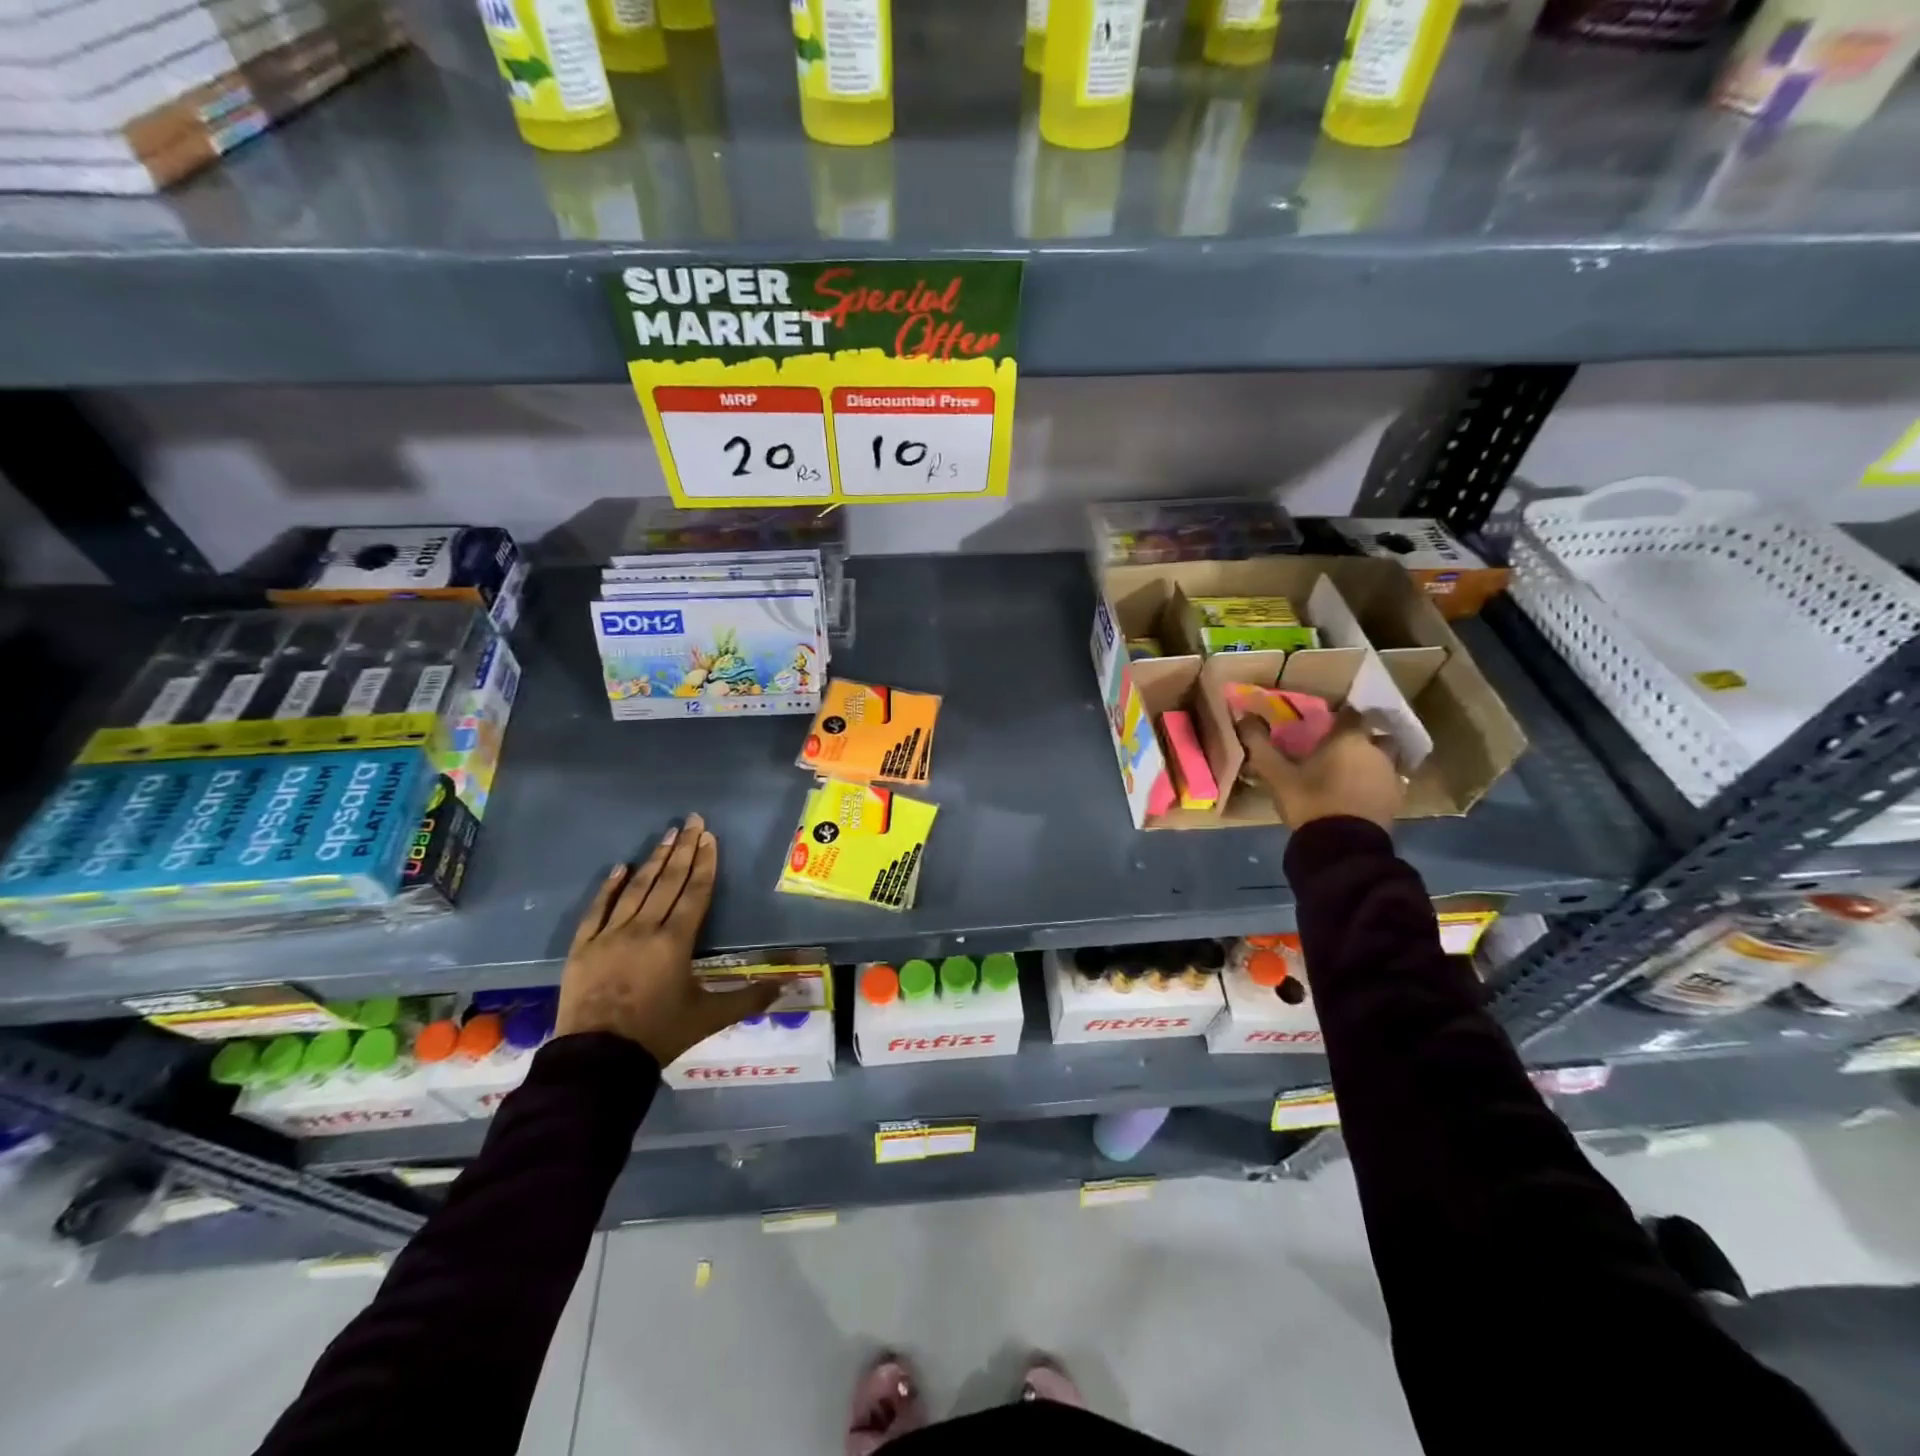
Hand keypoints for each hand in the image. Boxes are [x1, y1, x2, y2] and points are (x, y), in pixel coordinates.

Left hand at [555, 815, 777, 1064]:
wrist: (598, 1060)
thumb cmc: (659, 1034)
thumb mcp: (710, 1017)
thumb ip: (748, 998)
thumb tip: (786, 988)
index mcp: (676, 941)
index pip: (695, 892)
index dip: (705, 863)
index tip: (709, 837)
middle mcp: (644, 929)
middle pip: (668, 881)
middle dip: (683, 849)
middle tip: (692, 820)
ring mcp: (610, 935)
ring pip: (636, 889)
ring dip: (654, 860)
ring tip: (667, 833)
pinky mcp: (584, 947)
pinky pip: (597, 910)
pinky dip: (609, 888)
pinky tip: (620, 867)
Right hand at [1235, 709, 1404, 831]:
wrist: (1343, 845)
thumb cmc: (1310, 801)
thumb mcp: (1277, 775)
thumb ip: (1260, 745)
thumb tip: (1243, 717)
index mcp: (1349, 739)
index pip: (1350, 714)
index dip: (1338, 718)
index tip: (1324, 725)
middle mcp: (1376, 750)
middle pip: (1373, 734)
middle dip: (1359, 739)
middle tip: (1337, 750)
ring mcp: (1391, 775)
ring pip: (1384, 758)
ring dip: (1370, 761)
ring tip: (1349, 774)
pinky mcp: (1397, 799)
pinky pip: (1388, 781)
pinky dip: (1376, 783)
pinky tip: (1359, 794)